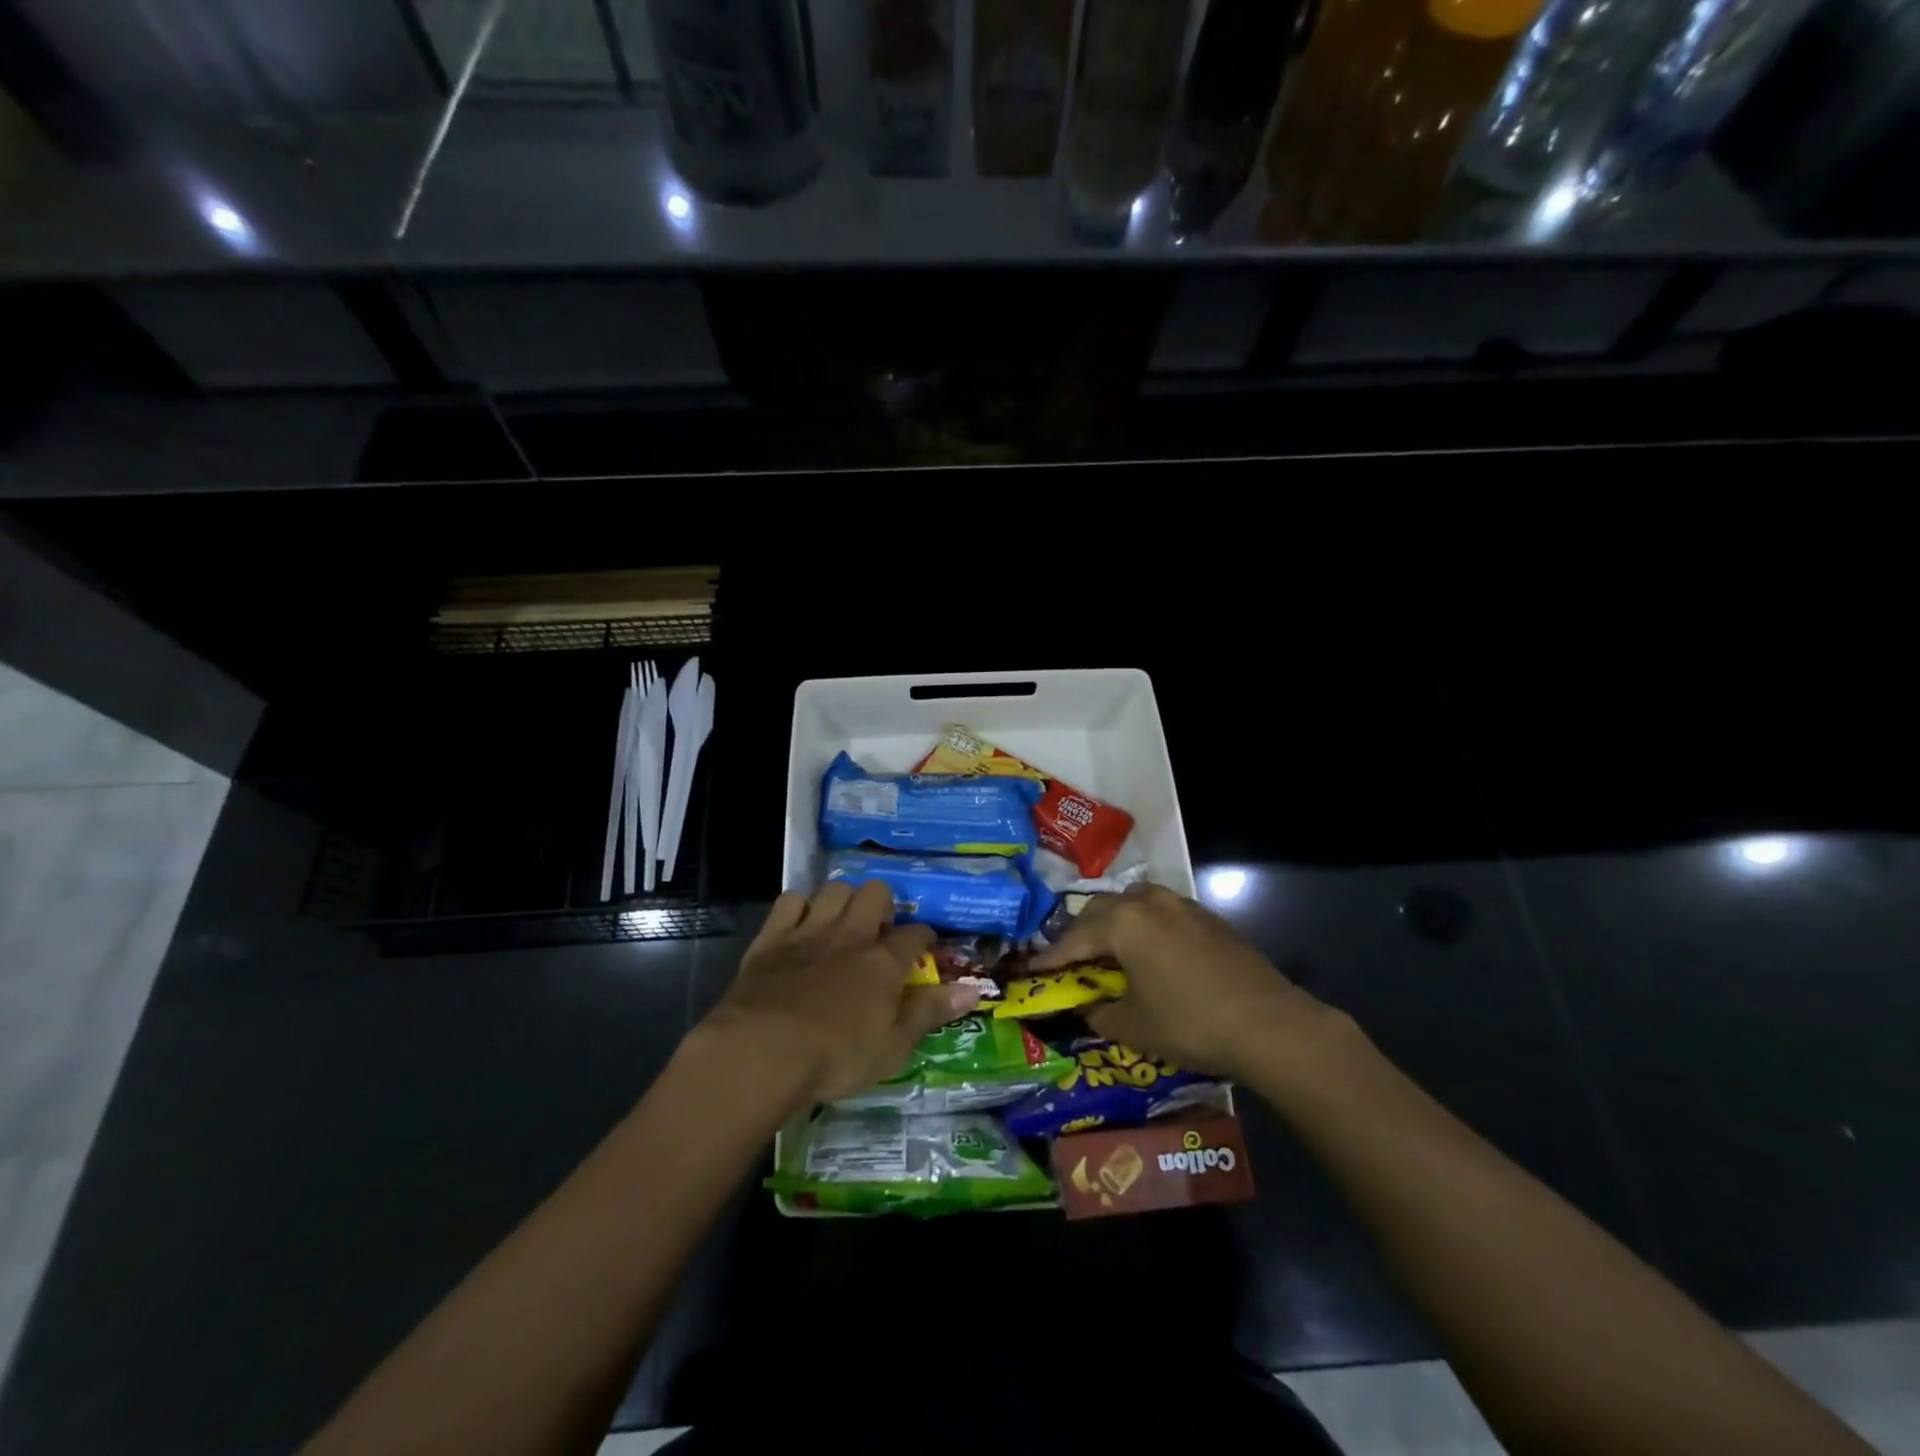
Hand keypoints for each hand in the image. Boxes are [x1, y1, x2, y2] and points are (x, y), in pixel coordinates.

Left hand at [702, 880, 979, 1105]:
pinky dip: (799, 908)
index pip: (915, 935)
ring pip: (834, 889)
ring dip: (842, 900)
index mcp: (883, 962)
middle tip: (879, 932)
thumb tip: (974, 990)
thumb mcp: (893, 1047)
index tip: (924, 948)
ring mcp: (809, 931)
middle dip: (883, 904)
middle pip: (876, 893)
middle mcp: (850, 935)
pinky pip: (790, 901)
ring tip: (842, 923)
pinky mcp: (772, 937)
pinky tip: (800, 926)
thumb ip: (930, 1013)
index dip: (924, 938)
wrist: (761, 1051)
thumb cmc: (835, 1057)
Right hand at [1029, 882, 1324, 1080]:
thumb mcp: (1133, 1027)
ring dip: (1115, 921)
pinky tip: (1152, 951)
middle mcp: (1148, 903)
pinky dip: (1145, 925)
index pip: (1073, 938)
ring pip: (1134, 901)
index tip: (1030, 970)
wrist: (1269, 1024)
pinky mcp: (1208, 918)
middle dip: (1080, 933)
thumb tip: (1085, 1007)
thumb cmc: (1190, 1024)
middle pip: (1101, 910)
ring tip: (1110, 949)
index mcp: (1122, 923)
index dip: (1050, 957)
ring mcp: (1181, 905)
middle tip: (1070, 960)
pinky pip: (1162, 911)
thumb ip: (1099, 1012)